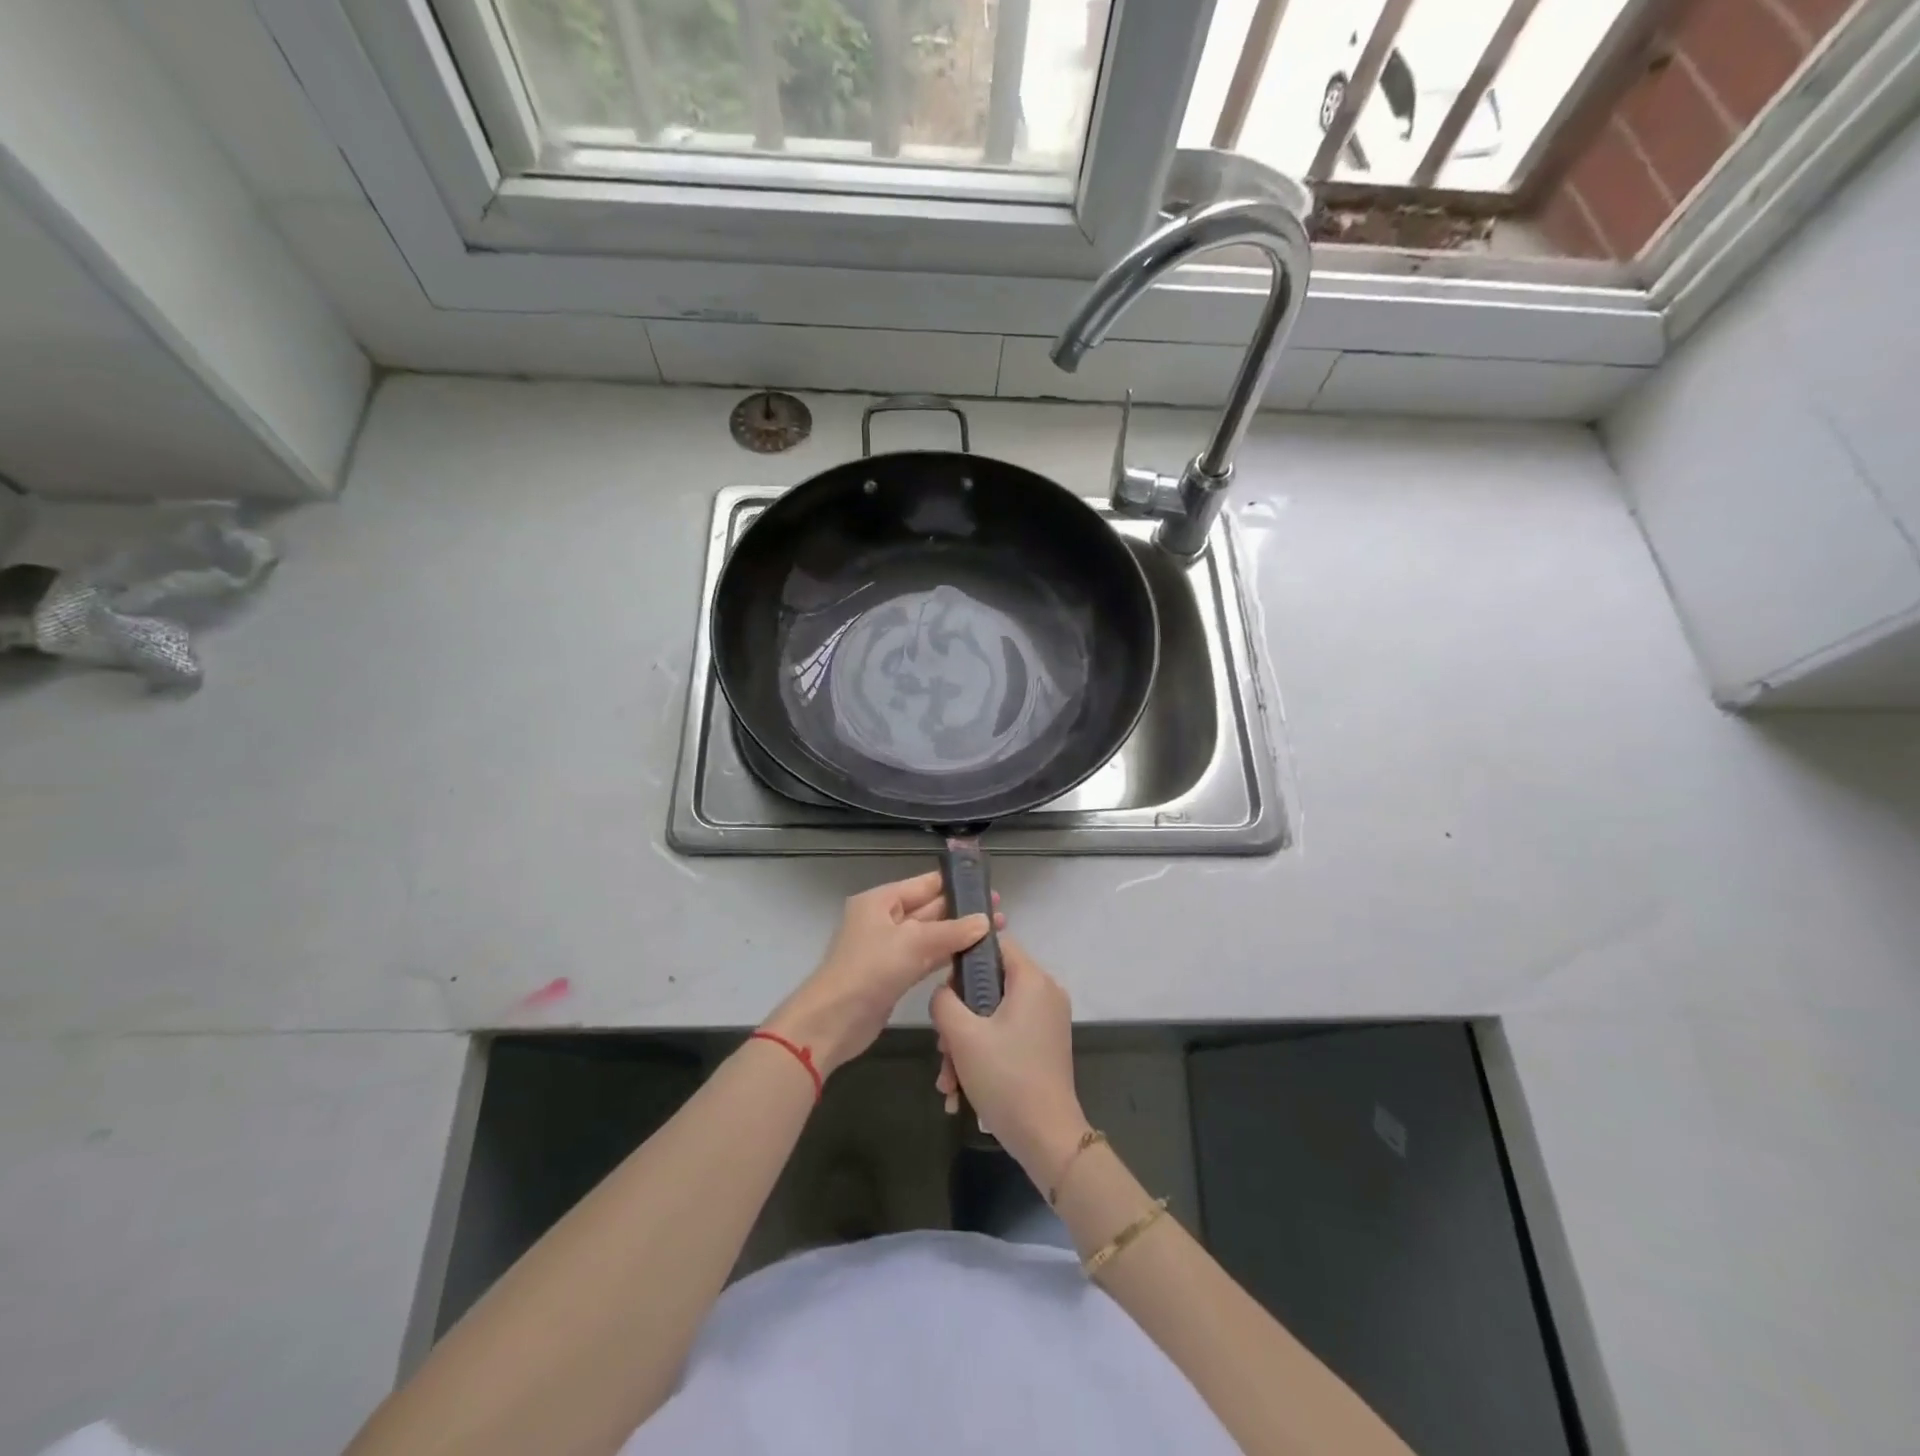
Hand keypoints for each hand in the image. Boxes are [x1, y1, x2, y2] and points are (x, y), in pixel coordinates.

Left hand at [765, 871, 1002, 1079]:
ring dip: (959, 935)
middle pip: (930, 909)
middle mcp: (885, 919)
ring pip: (931, 935)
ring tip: (996, 934)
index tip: (989, 888)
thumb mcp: (913, 943)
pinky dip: (947, 956)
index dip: (956, 885)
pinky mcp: (895, 975)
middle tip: (1001, 913)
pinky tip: (973, 958)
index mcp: (881, 901)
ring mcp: (889, 948)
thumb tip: (985, 921)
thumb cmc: (869, 970)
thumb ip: (951, 931)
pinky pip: (926, 958)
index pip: (925, 884)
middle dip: (963, 911)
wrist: (833, 1021)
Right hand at [930, 936, 1089, 1183]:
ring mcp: (1046, 1021)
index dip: (965, 958)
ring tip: (948, 1081)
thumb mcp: (962, 1035)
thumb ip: (943, 1001)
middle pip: (991, 985)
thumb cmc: (1005, 1077)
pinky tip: (960, 1092)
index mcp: (1032, 979)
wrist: (1046, 1138)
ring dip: (965, 1045)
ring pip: (994, 1016)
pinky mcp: (1044, 1046)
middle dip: (959, 1018)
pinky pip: (1006, 1036)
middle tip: (942, 1048)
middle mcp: (1045, 993)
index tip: (945, 987)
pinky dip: (983, 1056)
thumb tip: (944, 992)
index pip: (995, 943)